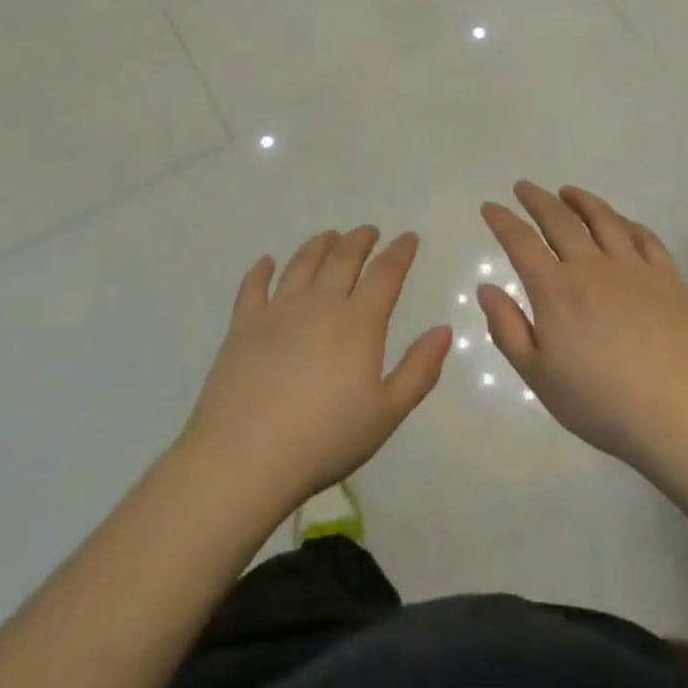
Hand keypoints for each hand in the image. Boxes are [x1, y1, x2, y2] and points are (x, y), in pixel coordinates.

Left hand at [182, 226, 451, 507]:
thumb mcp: (386, 413)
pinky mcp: (243, 324)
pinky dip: (262, 269)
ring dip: (319, 245)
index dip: (399, 252)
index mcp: (358, 323)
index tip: (408, 237)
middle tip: (369, 231)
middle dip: (360, 240)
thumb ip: (419, 369)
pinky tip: (267, 262)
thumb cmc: (325, 439)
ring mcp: (277, 310)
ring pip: (302, 263)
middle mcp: (319, 304)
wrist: (246, 456)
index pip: (385, 274)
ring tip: (330, 236)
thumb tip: (444, 329)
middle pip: (342, 259)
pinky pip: (254, 286)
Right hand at [479, 182, 687, 471]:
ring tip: (568, 191)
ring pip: (604, 219)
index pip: (520, 241)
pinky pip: (645, 238)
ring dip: (581, 200)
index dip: (502, 220)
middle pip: (560, 220)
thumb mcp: (537, 375)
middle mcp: (591, 267)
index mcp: (555, 290)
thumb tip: (487, 288)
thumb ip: (507, 328)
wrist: (680, 414)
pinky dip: (627, 223)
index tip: (490, 206)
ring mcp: (633, 269)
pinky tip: (622, 223)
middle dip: (537, 199)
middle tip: (524, 187)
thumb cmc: (600, 402)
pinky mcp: (668, 279)